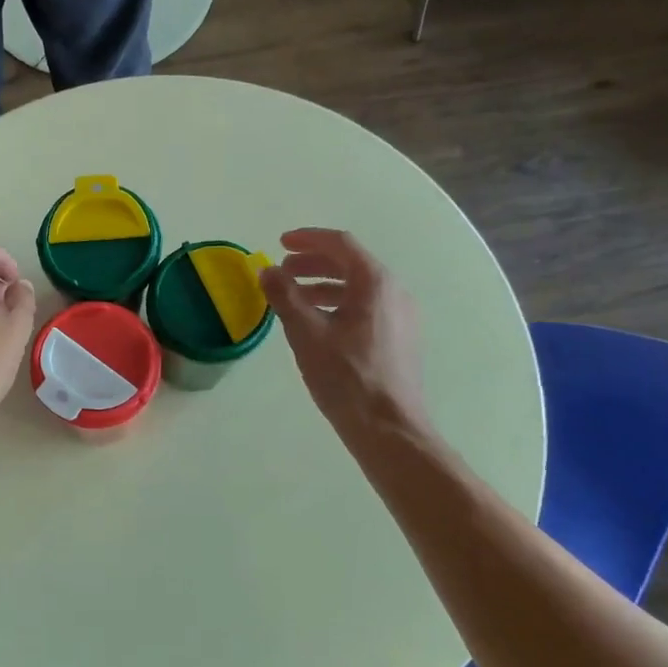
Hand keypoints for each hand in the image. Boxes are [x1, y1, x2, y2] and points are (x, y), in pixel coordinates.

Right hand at [260, 228, 432, 445]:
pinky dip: (338, 304)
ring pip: (358, 288)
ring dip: (323, 285)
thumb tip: (267, 271)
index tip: (280, 243)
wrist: (388, 427)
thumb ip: (285, 297)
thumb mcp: (306, 334)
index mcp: (374, 283)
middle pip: (351, 263)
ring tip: (294, 298)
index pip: (340, 244)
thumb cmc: (345, 377)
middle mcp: (394, 292)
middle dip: (313, 263)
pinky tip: (318, 324)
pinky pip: (366, 307)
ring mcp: (401, 316)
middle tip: (282, 272)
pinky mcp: (400, 338)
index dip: (307, 239)